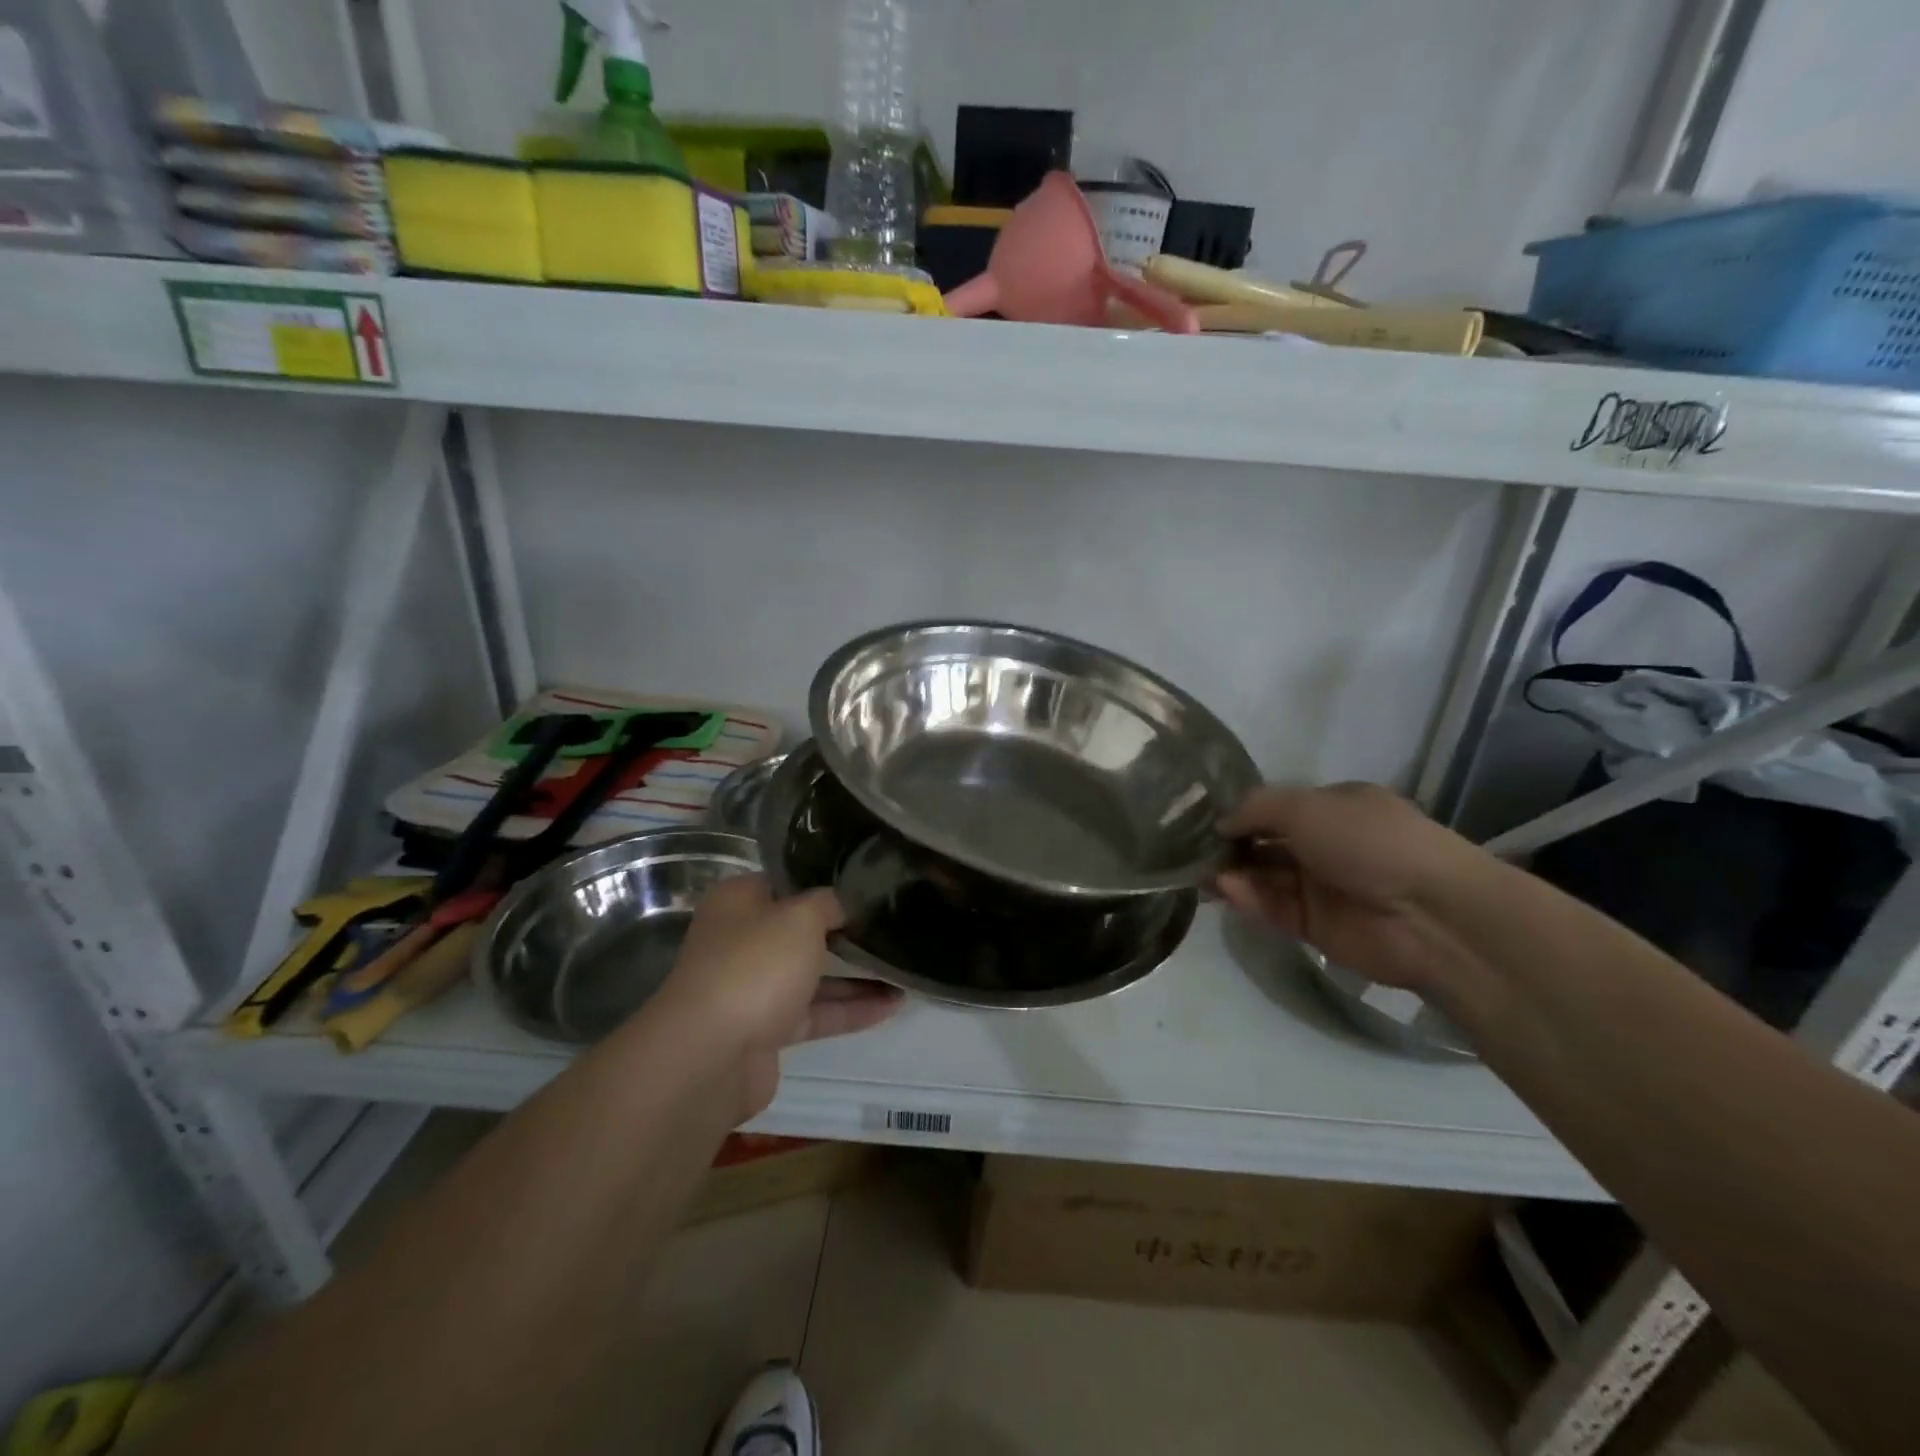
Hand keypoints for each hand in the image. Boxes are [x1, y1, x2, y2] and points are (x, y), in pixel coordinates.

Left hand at [653, 875, 900, 1118]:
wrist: (710, 1056)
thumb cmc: (755, 966)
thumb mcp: (800, 917)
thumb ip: (829, 903)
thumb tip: (844, 903)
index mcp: (739, 902)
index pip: (787, 882)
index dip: (825, 880)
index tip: (867, 882)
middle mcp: (742, 940)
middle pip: (800, 929)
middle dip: (844, 929)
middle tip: (890, 922)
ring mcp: (753, 987)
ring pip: (811, 974)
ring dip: (855, 974)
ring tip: (903, 967)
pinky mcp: (766, 1030)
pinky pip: (815, 1012)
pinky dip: (850, 1009)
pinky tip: (892, 1005)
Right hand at [1217, 783, 1475, 991]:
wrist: (1429, 914)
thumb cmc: (1369, 841)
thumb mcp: (1306, 806)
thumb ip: (1255, 809)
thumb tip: (1220, 823)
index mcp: (1334, 808)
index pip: (1275, 808)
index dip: (1240, 812)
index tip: (1201, 818)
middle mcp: (1326, 844)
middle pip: (1265, 843)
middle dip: (1229, 846)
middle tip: (1189, 849)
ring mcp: (1321, 887)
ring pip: (1264, 877)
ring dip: (1233, 873)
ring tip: (1199, 872)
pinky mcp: (1315, 926)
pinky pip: (1273, 908)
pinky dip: (1249, 898)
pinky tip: (1226, 889)